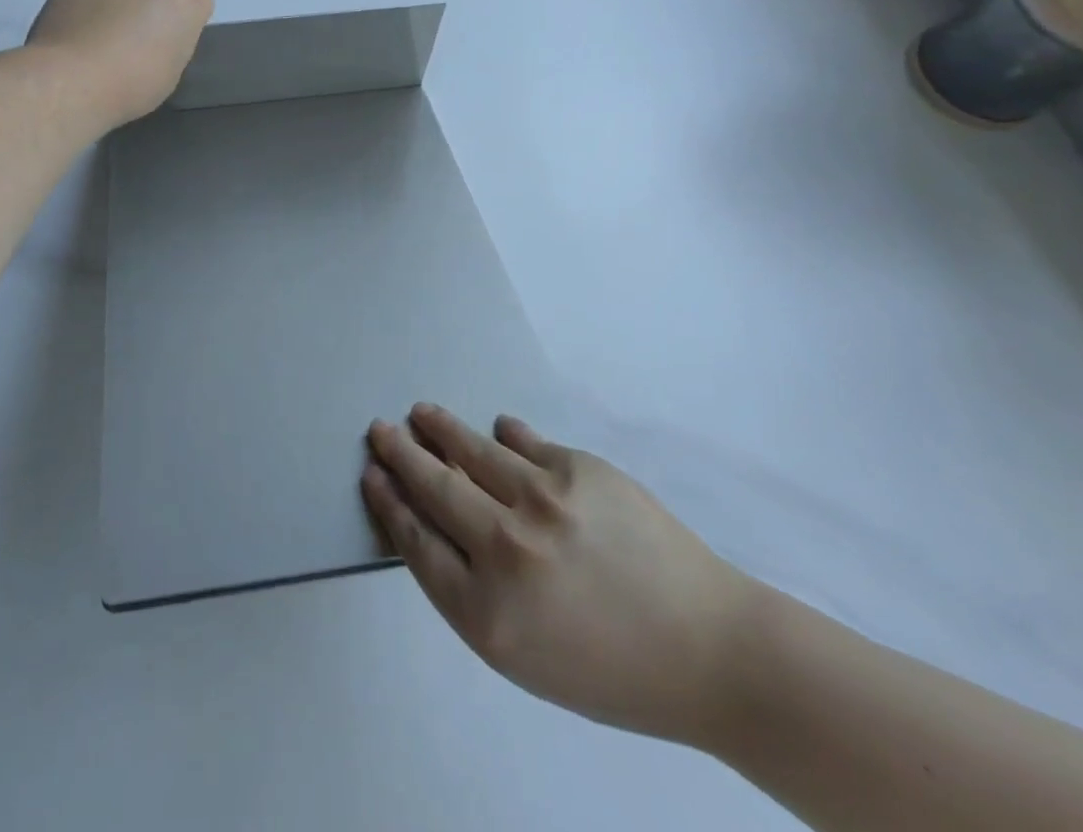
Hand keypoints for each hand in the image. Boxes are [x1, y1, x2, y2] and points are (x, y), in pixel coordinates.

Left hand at [27, 0, 213, 125]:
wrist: (74, 79)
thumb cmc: (135, 83)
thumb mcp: (173, 69)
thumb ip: (173, 40)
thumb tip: (156, 34)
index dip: (186, 16)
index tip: (172, 39)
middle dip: (152, 3)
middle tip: (136, 39)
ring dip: (118, 3)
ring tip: (100, 40)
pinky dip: (87, 7)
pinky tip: (76, 37)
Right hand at [363, 405, 758, 745]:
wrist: (710, 651)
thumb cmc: (611, 670)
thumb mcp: (525, 654)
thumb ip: (471, 590)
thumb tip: (440, 519)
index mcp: (488, 613)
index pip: (416, 541)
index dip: (389, 503)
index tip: (372, 475)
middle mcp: (507, 548)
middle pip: (435, 487)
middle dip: (401, 455)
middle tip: (380, 430)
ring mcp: (544, 500)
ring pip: (473, 451)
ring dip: (441, 429)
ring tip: (421, 412)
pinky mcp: (580, 468)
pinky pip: (527, 442)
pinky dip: (506, 434)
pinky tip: (497, 426)